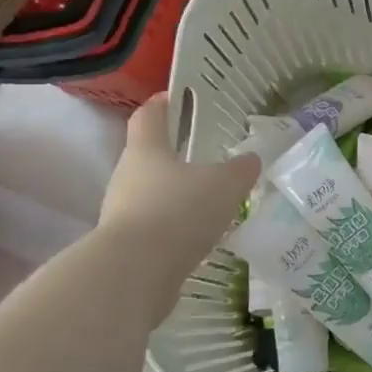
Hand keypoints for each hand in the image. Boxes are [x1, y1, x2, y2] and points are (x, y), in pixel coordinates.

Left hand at [98, 95, 259, 277]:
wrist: (135, 273)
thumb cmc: (178, 212)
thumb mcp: (224, 185)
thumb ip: (240, 170)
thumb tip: (250, 160)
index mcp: (146, 150)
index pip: (148, 116)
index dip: (161, 104)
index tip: (175, 98)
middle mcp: (127, 176)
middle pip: (147, 157)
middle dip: (173, 156)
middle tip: (204, 158)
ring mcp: (121, 213)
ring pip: (150, 194)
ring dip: (174, 196)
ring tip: (207, 203)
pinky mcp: (126, 246)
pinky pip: (153, 228)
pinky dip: (173, 228)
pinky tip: (197, 238)